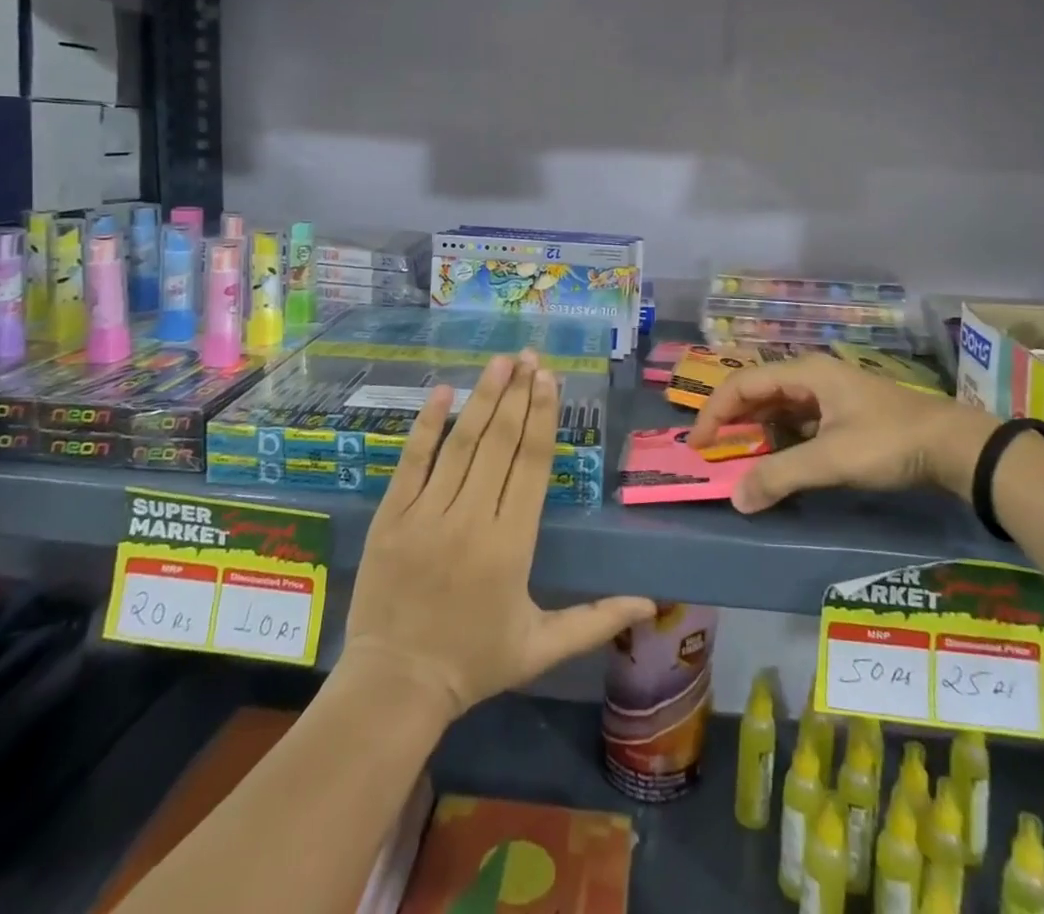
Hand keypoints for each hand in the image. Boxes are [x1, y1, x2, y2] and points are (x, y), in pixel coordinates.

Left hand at [341, 352, 654, 722]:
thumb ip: (596, 619)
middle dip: (517, 394)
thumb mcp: (542, 647)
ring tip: (500, 361)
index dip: (542, 416)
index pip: (531, 464)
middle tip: (530, 355)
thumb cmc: (474, 663)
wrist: (395, 687)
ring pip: (461, 443)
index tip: (549, 378)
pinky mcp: (392, 516)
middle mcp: (472, 518)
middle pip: (500, 442)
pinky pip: (412, 461)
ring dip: (483, 397)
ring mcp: (427, 514)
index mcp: (512, 544)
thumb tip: (651, 603)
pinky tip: (443, 392)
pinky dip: (427, 424)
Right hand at [689, 355, 1000, 511]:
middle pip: (757, 392)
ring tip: (737, 459)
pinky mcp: (843, 413)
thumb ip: (780, 476)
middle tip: (711, 452)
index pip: (742, 385)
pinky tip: (777, 461)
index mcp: (804, 373)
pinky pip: (797, 421)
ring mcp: (828, 394)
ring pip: (777, 407)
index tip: (697, 445)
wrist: (953, 446)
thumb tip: (736, 498)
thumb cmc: (888, 442)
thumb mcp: (831, 460)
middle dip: (731, 421)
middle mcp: (811, 376)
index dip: (714, 412)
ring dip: (755, 431)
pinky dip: (779, 439)